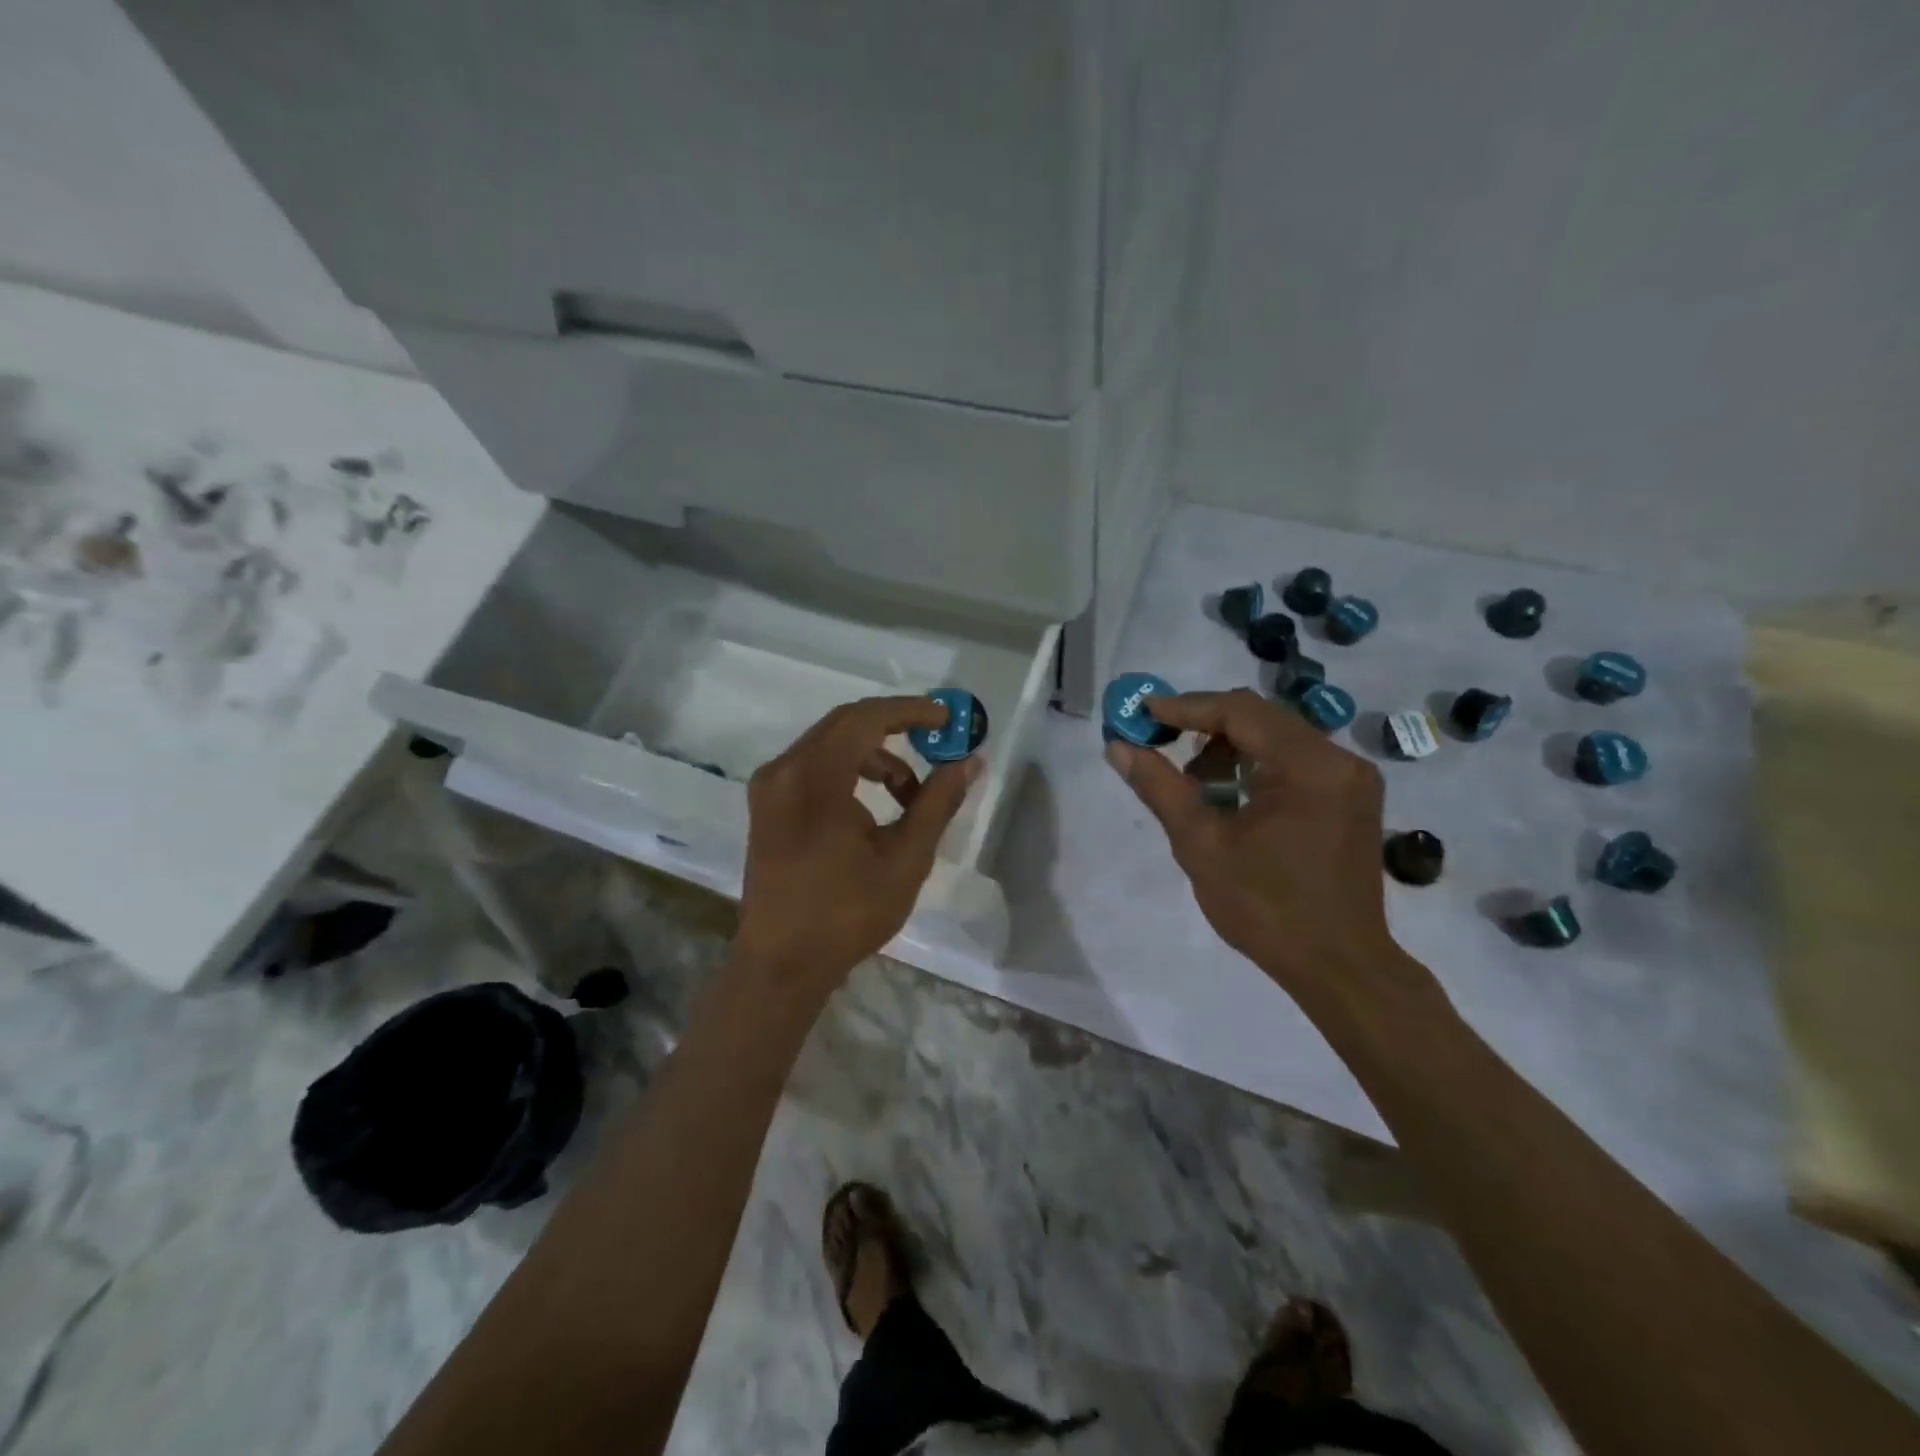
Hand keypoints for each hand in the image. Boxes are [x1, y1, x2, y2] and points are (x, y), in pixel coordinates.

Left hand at [734, 696, 979, 996]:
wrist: (782, 964)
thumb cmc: (847, 913)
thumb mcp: (905, 857)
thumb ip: (937, 801)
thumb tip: (969, 762)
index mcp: (814, 776)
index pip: (866, 718)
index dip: (910, 711)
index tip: (946, 718)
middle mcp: (784, 770)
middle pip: (846, 725)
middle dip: (895, 729)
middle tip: (937, 742)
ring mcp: (770, 788)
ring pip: (830, 747)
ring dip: (875, 758)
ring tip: (911, 796)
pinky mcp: (767, 807)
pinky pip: (813, 768)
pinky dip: (849, 773)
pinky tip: (874, 808)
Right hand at [1104, 688, 1401, 1004]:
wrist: (1339, 966)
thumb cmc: (1267, 909)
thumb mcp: (1201, 846)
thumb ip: (1159, 788)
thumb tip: (1118, 747)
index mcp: (1309, 767)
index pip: (1240, 711)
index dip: (1186, 707)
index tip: (1143, 712)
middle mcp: (1340, 759)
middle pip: (1260, 717)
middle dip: (1204, 724)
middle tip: (1157, 739)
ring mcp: (1351, 778)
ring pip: (1277, 736)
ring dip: (1229, 746)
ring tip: (1192, 780)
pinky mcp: (1351, 796)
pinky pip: (1295, 759)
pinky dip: (1255, 764)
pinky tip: (1228, 793)